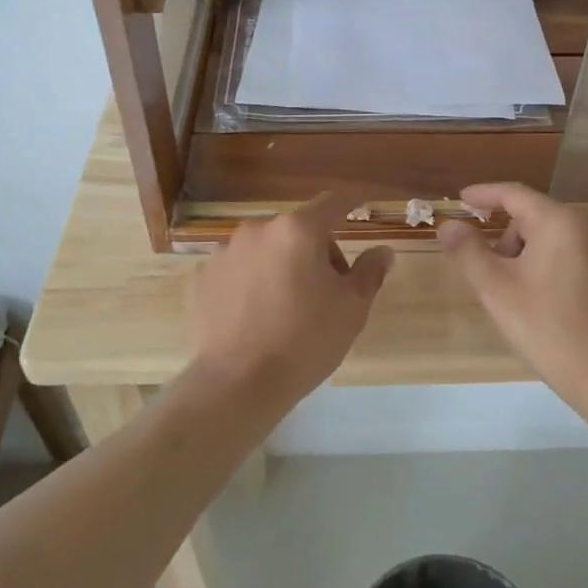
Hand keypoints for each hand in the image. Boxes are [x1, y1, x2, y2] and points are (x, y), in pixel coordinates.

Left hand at [188, 193, 393, 413]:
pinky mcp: (204, 278)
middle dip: (317, 250)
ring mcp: (226, 252)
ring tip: (288, 307)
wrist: (238, 383)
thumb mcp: (352, 308)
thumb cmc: (305, 340)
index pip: (332, 204)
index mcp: (298, 230)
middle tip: (328, 291)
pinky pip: (240, 269)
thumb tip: (383, 251)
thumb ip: (370, 271)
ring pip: (267, 249)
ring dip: (283, 264)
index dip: (350, 204)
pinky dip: (253, 282)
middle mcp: (259, 230)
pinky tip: (257, 316)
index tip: (360, 206)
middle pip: (298, 229)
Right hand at [438, 182, 587, 411]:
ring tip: (522, 296)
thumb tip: (449, 226)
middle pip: (536, 219)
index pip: (514, 194)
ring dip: (532, 256)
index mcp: (559, 221)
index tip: (462, 200)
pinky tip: (553, 307)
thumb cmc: (547, 326)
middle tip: (493, 275)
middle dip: (509, 238)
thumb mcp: (495, 288)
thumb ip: (467, 250)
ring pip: (558, 240)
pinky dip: (558, 270)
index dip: (484, 194)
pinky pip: (580, 260)